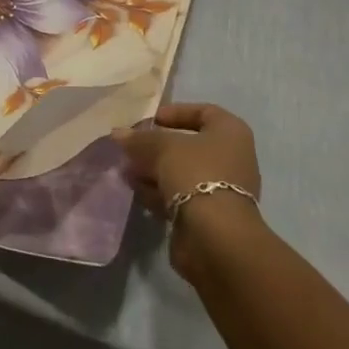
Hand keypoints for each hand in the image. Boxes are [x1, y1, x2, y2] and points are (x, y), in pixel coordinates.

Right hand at [113, 103, 263, 280]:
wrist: (215, 236)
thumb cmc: (196, 174)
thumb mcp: (162, 147)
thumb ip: (139, 139)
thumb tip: (118, 134)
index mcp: (230, 133)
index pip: (203, 112)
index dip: (175, 112)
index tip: (150, 120)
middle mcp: (231, 158)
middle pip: (189, 145)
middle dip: (157, 146)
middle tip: (131, 148)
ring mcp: (221, 189)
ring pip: (181, 172)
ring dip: (153, 170)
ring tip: (126, 170)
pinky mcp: (208, 215)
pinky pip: (179, 196)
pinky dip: (158, 192)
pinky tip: (136, 191)